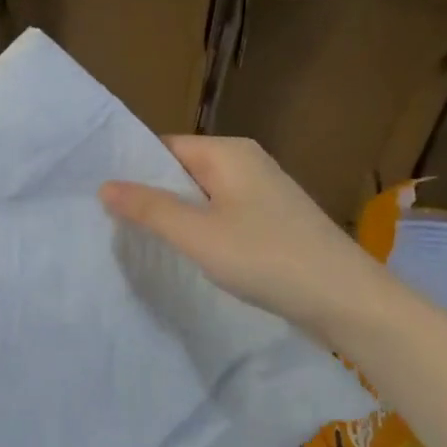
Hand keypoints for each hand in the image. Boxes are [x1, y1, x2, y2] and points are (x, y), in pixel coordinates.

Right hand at [100, 136, 392, 341]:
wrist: (345, 298)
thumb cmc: (267, 258)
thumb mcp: (198, 234)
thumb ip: (150, 208)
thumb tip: (105, 186)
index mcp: (229, 153)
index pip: (165, 147)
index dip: (133, 169)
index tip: (100, 195)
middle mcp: (247, 163)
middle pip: (183, 170)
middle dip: (151, 194)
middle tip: (110, 221)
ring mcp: (263, 192)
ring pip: (202, 196)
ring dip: (174, 215)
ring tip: (139, 238)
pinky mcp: (272, 220)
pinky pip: (222, 214)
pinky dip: (200, 229)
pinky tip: (185, 252)